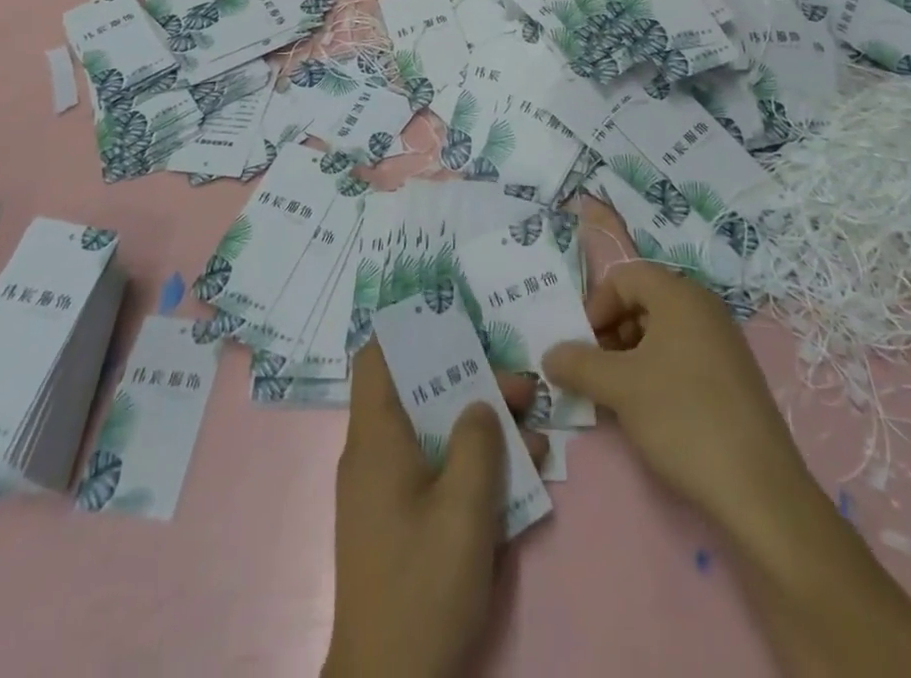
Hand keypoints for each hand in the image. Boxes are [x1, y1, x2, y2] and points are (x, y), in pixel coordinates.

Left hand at [324, 341, 546, 677]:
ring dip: (481, 428)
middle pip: (419, 393)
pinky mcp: (400, 522)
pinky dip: (471, 466)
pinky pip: (435, 472)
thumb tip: (482, 403)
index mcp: (376, 438)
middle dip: (472, 383)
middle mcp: (374, 454)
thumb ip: (478, 444)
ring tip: (535, 430)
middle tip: (523, 386)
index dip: (411, 332)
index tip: (456, 323)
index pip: (377, 358)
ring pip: (433, 434)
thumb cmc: (422, 588)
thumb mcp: (463, 510)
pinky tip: (520, 475)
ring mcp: (386, 490)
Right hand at [542, 261, 814, 533]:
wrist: (760, 492)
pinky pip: (684, 355)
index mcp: (680, 295)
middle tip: (596, 370)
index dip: (596, 305)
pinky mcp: (734, 377)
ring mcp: (724, 343)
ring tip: (619, 394)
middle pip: (644, 301)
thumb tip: (549, 355)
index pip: (625, 276)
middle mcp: (705, 308)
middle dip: (611, 331)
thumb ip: (578, 364)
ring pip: (663, 331)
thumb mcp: (619, 388)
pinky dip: (658, 371)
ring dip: (632, 354)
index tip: (582, 345)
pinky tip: (651, 411)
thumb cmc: (683, 418)